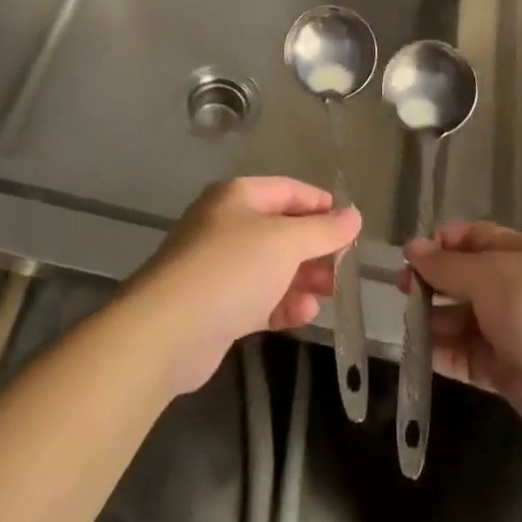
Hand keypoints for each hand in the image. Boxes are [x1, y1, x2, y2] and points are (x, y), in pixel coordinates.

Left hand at [130, 177, 361, 392]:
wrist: (167, 331)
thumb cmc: (231, 269)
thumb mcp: (285, 242)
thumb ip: (323, 229)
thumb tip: (354, 215)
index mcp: (238, 197)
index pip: (289, 191)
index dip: (322, 205)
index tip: (352, 226)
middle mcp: (227, 225)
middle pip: (282, 230)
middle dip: (315, 248)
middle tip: (344, 267)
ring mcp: (219, 267)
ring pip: (272, 267)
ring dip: (303, 279)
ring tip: (331, 293)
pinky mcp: (217, 306)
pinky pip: (259, 298)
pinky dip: (283, 304)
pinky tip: (305, 314)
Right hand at [404, 222, 521, 454]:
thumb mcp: (490, 275)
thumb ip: (447, 265)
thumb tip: (412, 249)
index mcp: (519, 254)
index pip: (474, 238)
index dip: (441, 243)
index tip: (410, 255)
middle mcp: (515, 288)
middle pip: (465, 279)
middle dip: (433, 282)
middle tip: (401, 291)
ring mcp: (512, 332)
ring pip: (463, 319)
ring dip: (435, 320)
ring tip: (406, 324)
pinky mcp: (507, 372)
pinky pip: (467, 357)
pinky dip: (444, 355)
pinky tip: (419, 354)